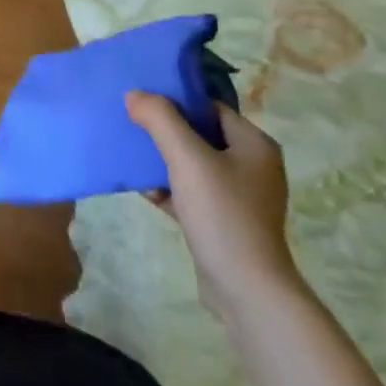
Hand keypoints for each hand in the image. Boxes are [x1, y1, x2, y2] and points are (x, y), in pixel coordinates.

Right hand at [125, 93, 299, 322]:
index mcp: (254, 144)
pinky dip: (169, 188)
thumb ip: (160, 119)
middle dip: (165, 131)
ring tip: (131, 155)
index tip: (143, 100)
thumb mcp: (187, 158)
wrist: (246, 290)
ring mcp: (240, 197)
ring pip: (193, 165)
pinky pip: (192, 193)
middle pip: (200, 134)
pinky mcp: (224, 222)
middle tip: (132, 124)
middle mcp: (252, 166)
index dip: (177, 100)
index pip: (211, 107)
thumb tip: (135, 94)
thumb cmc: (222, 214)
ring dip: (162, 160)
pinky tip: (143, 189)